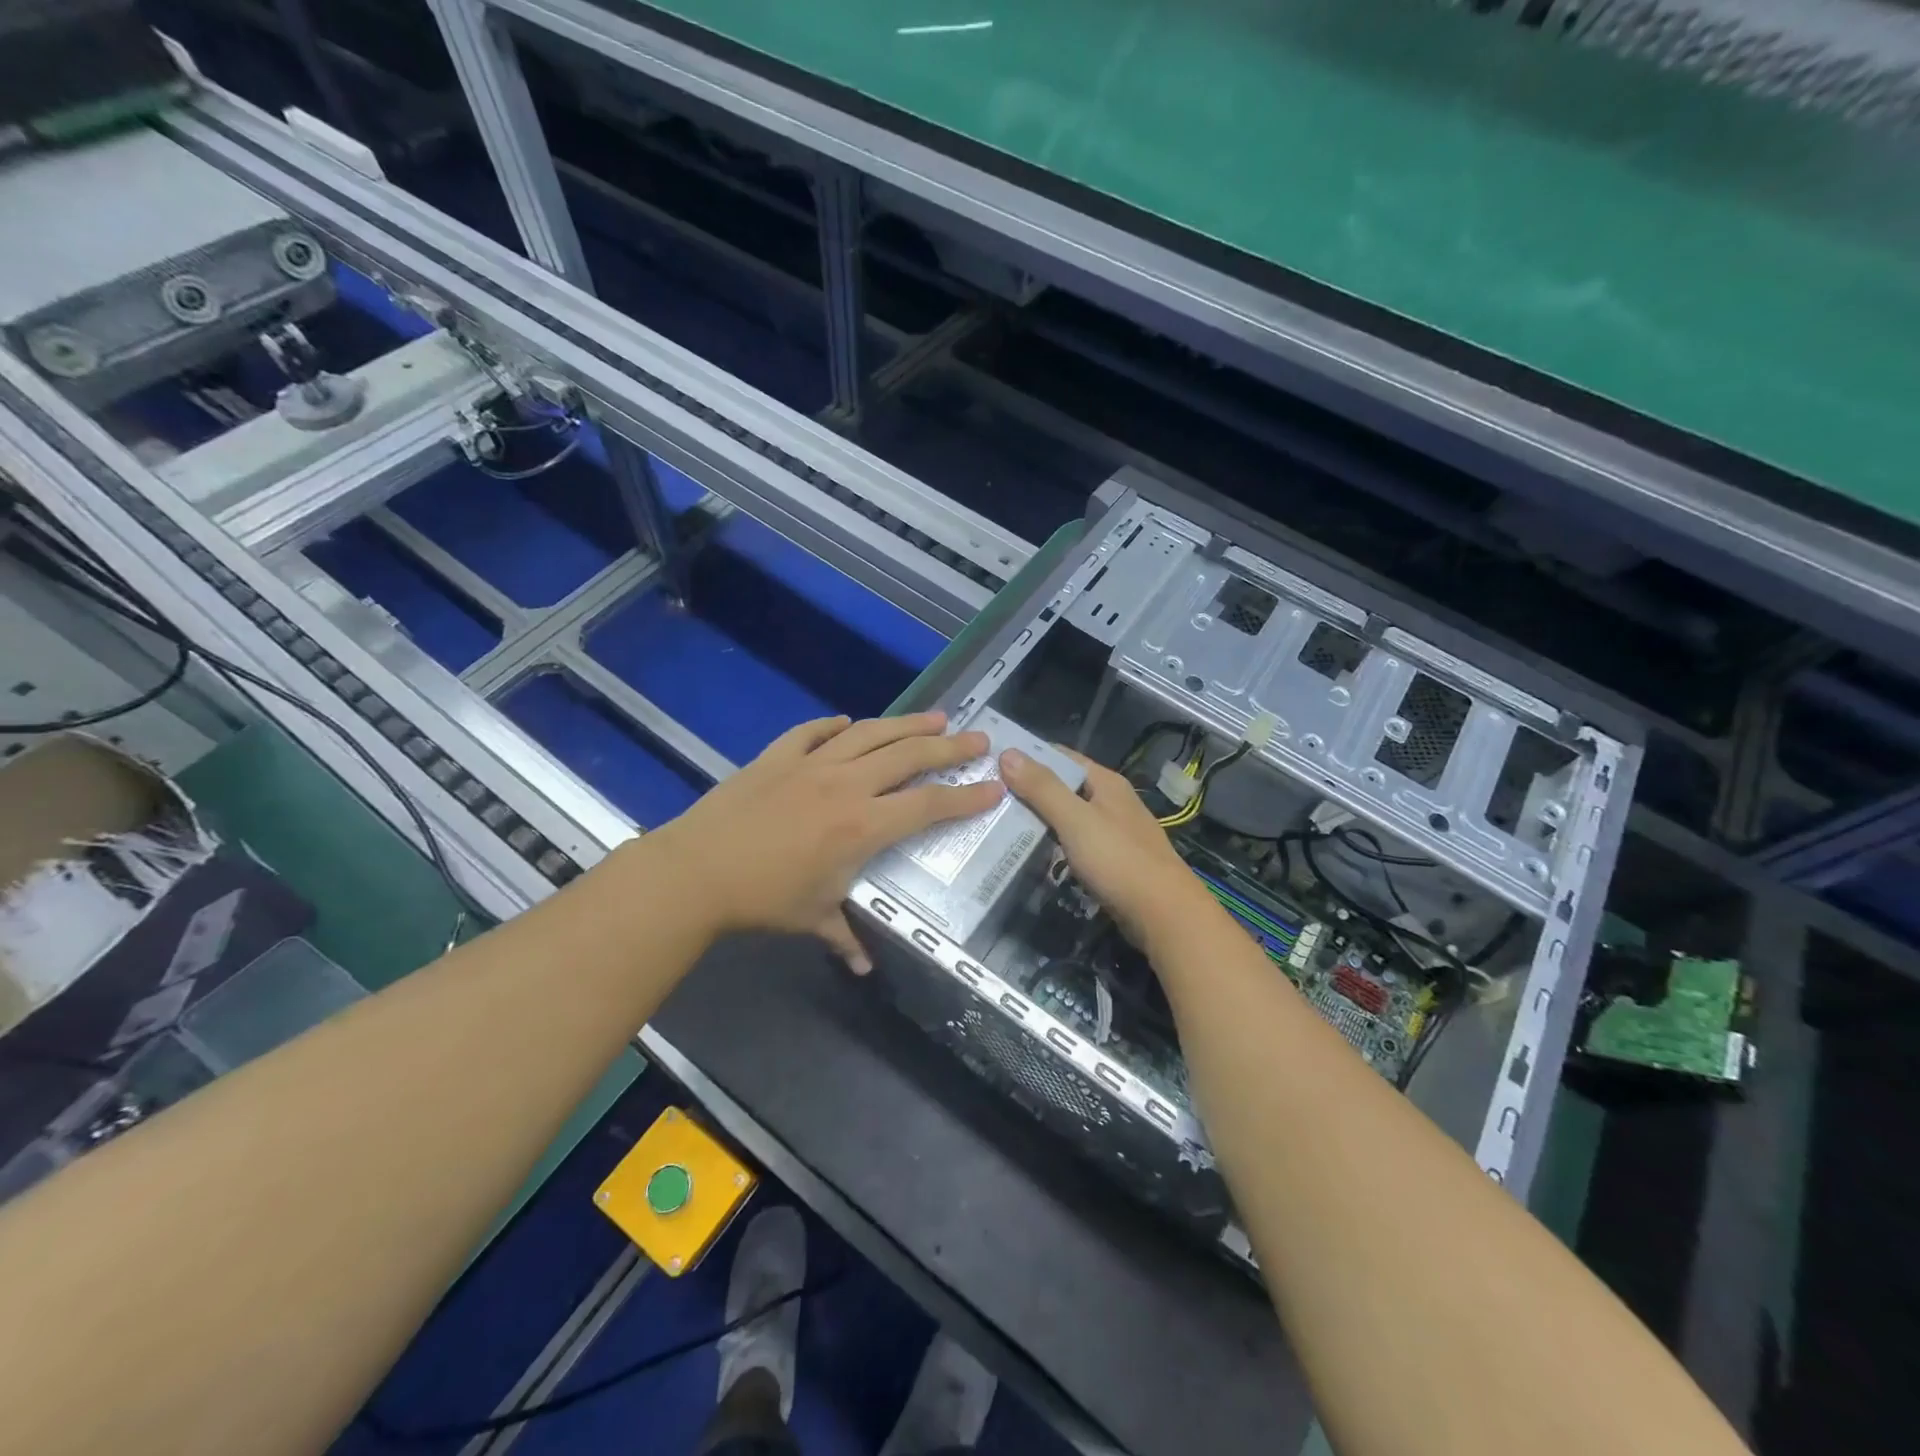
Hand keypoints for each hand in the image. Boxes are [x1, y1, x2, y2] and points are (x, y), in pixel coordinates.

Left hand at [649, 712, 1003, 970]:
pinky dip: (835, 725)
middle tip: (978, 738)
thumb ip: (846, 936)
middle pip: (909, 756)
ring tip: (936, 717)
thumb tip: (864, 966)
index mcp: (863, 827)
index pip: (928, 806)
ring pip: (870, 733)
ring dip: (907, 723)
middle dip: (949, 747)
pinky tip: (848, 722)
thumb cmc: (763, 899)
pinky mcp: (778, 755)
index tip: (993, 787)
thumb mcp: (813, 918)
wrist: (696, 871)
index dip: (965, 797)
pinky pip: (814, 731)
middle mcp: (846, 785)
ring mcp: (811, 764)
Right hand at [999, 746, 1215, 952]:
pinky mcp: (1112, 861)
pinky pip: (1075, 842)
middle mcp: (1111, 801)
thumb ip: (1042, 788)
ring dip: (1038, 818)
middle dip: (1028, 789)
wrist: (1165, 915)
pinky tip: (1029, 852)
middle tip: (986, 796)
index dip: (1028, 756)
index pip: (1060, 756)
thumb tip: (1008, 752)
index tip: (991, 762)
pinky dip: (1052, 843)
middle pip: (1063, 786)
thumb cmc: (1119, 861)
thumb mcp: (1076, 820)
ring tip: (998, 822)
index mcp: (1106, 783)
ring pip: (1068, 816)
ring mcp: (1113, 832)